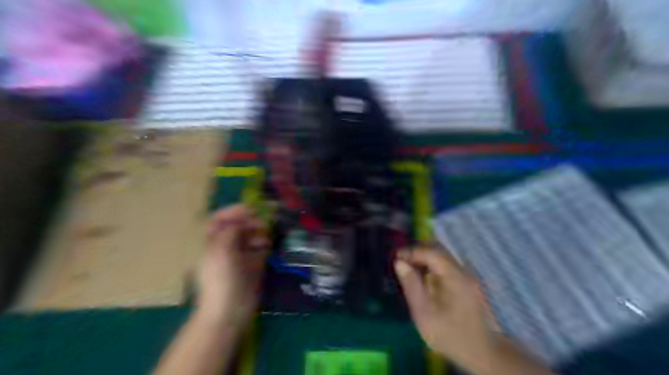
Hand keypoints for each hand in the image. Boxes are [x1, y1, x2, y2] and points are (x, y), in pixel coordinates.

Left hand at [197, 205, 269, 324]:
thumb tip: (243, 220)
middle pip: (238, 226)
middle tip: (263, 222)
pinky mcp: (252, 265)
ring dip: (259, 232)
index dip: (234, 212)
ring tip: (266, 236)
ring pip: (250, 236)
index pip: (220, 219)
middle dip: (250, 221)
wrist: (229, 311)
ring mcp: (239, 256)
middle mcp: (225, 246)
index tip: (251, 209)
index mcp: (212, 242)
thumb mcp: (221, 250)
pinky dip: (264, 244)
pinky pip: (259, 248)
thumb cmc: (221, 279)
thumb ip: (231, 230)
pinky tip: (268, 246)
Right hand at [393, 245, 491, 366]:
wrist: (484, 353)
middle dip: (417, 252)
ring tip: (409, 269)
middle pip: (438, 250)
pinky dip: (432, 266)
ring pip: (443, 257)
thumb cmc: (451, 334)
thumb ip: (411, 285)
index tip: (396, 258)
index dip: (411, 251)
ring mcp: (467, 276)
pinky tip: (424, 279)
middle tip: (401, 261)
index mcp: (454, 276)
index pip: (431, 252)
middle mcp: (463, 271)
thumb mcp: (424, 313)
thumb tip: (399, 263)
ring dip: (425, 258)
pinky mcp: (468, 283)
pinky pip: (447, 266)